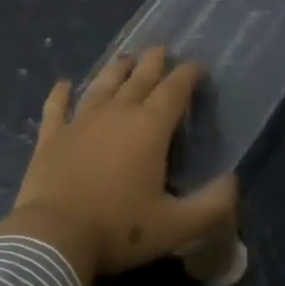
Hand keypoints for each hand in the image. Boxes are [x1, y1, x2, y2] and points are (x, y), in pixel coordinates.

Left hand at [0, 46, 239, 285]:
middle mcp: (115, 115)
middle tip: (161, 49)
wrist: (54, 236)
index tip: (196, 65)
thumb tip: (233, 181)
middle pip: (138, 81)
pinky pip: (56, 108)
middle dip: (153, 63)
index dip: (187, 76)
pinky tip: (63, 84)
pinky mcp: (51, 137)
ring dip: (115, 71)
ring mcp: (79, 122)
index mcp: (148, 129)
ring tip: (125, 57)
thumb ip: (212, 205)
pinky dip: (60, 94)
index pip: (173, 92)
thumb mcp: (177, 226)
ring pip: (101, 86)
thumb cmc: (119, 229)